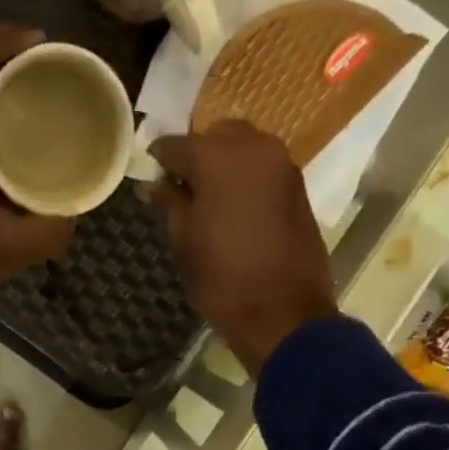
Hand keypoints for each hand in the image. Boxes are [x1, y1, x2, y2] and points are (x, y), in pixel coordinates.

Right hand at [149, 121, 339, 373]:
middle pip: (215, 135)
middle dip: (196, 155)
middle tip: (181, 188)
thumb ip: (169, 204)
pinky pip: (263, 167)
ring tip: (208, 199)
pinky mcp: (298, 186)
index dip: (159, 161)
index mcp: (217, 156)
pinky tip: (234, 206)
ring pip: (244, 147)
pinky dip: (246, 178)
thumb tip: (154, 184)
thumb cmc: (223, 281)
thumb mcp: (185, 242)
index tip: (150, 177)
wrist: (284, 314)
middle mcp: (253, 146)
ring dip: (224, 164)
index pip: (176, 144)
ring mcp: (282, 164)